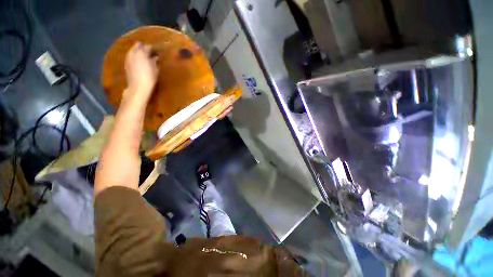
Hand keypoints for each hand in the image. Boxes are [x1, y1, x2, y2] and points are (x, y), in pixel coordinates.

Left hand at [124, 42, 158, 102]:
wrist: (138, 87)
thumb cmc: (150, 78)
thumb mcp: (155, 70)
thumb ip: (155, 61)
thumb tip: (156, 57)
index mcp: (142, 53)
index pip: (148, 47)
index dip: (153, 49)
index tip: (157, 51)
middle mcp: (134, 52)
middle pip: (138, 46)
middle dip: (144, 47)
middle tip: (150, 52)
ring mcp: (128, 57)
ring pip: (133, 50)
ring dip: (138, 51)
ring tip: (144, 56)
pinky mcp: (126, 63)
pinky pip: (131, 55)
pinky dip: (135, 56)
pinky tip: (139, 60)